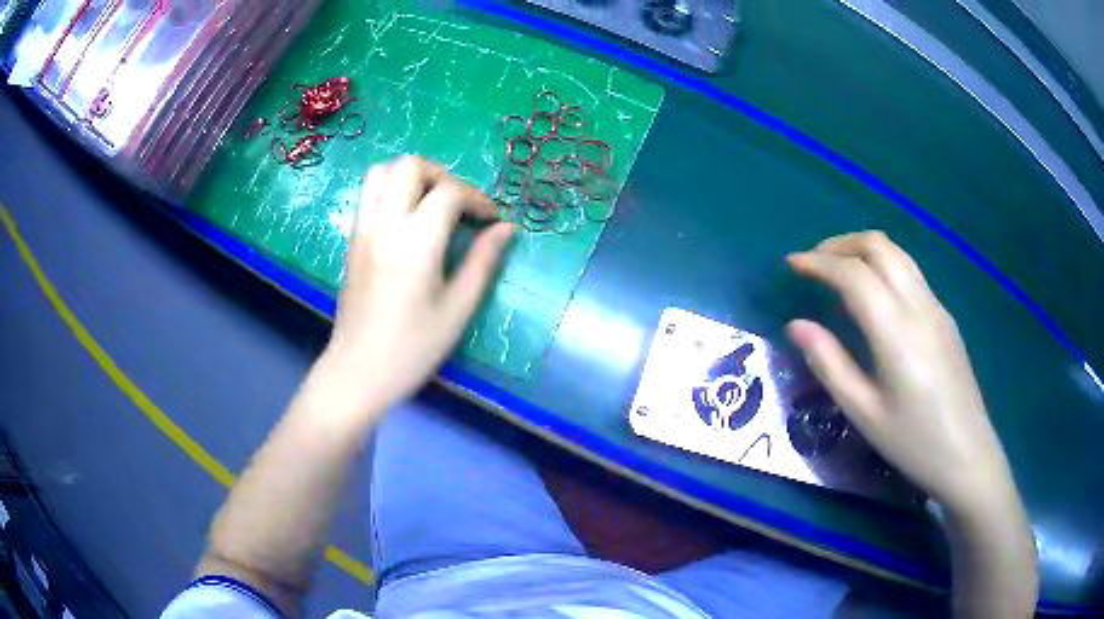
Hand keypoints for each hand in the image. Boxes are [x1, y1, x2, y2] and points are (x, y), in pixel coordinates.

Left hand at [317, 156, 512, 416]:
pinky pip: (369, 194)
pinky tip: (408, 221)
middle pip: (409, 165)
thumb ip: (483, 261)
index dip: (477, 199)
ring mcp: (363, 230)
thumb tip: (506, 228)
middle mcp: (385, 224)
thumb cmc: (413, 347)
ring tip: (431, 205)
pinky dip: (392, 191)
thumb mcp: (458, 308)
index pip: (449, 192)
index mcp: (416, 241)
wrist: (358, 371)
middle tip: (459, 205)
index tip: (491, 220)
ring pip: (382, 172)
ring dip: (412, 177)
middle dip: (442, 175)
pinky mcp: (352, 240)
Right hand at [786, 232, 1018, 516]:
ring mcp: (936, 307)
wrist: (967, 454)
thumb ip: (829, 364)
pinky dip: (882, 267)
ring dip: (863, 250)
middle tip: (813, 262)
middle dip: (840, 244)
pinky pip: (910, 273)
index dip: (818, 262)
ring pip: (898, 253)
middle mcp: (918, 305)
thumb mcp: (863, 413)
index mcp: (896, 330)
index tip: (791, 265)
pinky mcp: (945, 317)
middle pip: (879, 246)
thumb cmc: (913, 441)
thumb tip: (797, 325)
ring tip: (837, 270)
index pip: (853, 274)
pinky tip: (872, 298)